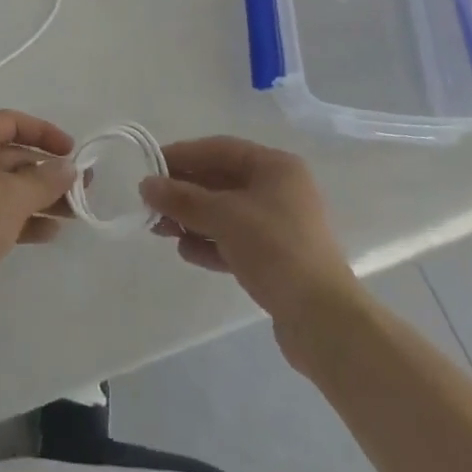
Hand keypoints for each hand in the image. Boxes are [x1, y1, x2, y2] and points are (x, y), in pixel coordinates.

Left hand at [0, 110, 76, 326]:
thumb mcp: (13, 198)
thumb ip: (46, 180)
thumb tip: (69, 167)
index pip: (11, 122)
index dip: (44, 132)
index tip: (71, 150)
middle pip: (11, 156)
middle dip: (47, 172)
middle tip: (82, 188)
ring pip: (5, 186)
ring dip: (38, 198)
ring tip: (73, 214)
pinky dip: (20, 217)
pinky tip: (49, 233)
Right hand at [140, 137, 361, 372]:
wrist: (324, 322)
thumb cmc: (275, 250)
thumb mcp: (223, 216)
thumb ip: (182, 198)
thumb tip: (146, 185)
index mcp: (275, 167)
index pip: (218, 149)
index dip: (182, 156)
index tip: (149, 166)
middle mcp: (280, 190)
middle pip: (221, 181)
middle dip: (184, 192)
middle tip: (151, 204)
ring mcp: (280, 226)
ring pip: (226, 213)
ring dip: (193, 219)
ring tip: (161, 231)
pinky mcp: (278, 260)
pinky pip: (235, 240)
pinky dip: (210, 242)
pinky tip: (186, 252)